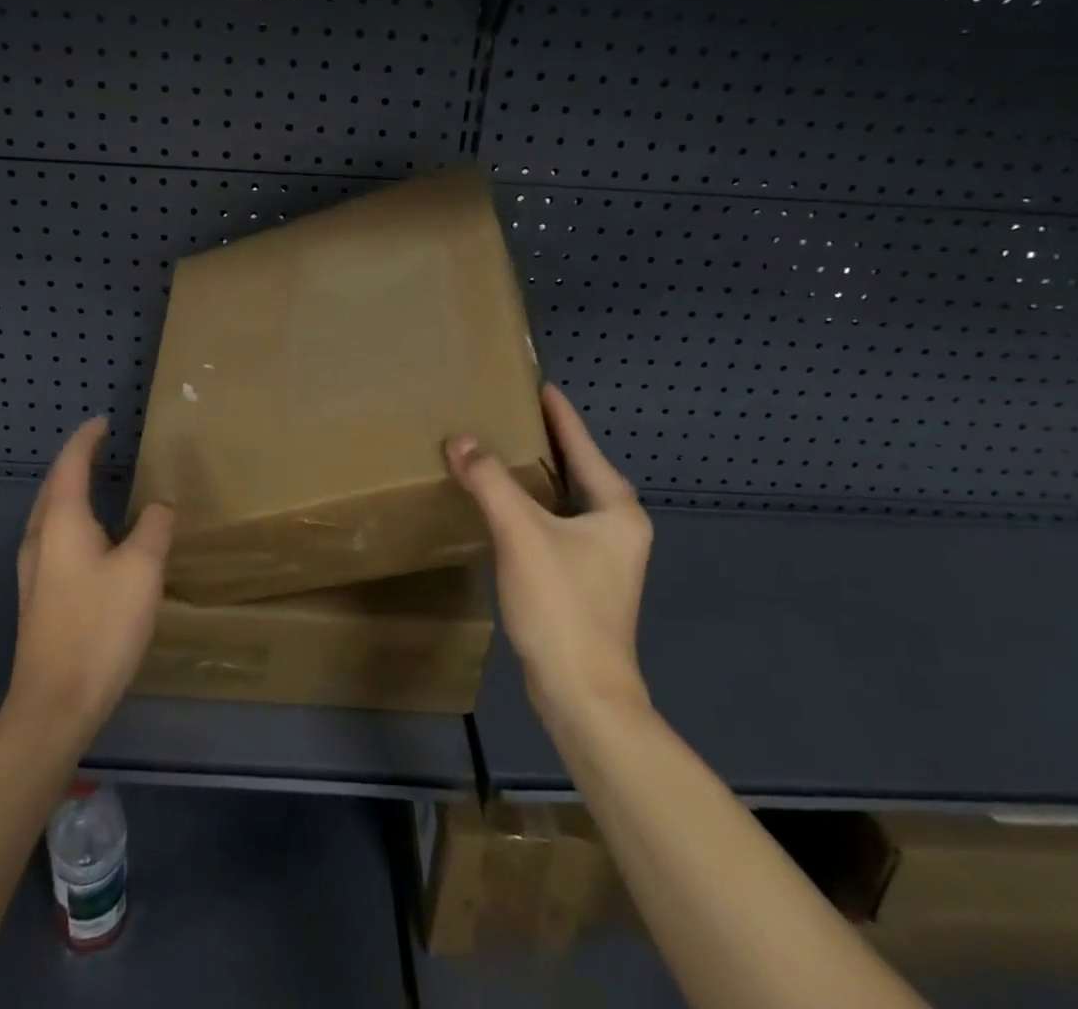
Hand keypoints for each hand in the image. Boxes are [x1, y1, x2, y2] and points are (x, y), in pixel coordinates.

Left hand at [5, 417, 174, 741]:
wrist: (55, 703)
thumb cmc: (100, 626)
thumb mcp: (142, 569)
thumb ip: (155, 527)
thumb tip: (160, 505)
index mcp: (62, 522)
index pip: (71, 464)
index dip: (87, 439)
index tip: (104, 422)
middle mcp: (40, 539)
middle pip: (53, 486)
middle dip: (75, 462)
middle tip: (101, 447)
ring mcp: (34, 571)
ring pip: (50, 514)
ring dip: (70, 492)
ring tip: (98, 484)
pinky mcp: (38, 597)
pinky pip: (53, 539)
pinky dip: (71, 520)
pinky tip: (92, 538)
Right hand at [445, 384, 652, 729]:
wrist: (581, 694)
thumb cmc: (562, 605)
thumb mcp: (521, 533)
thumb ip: (490, 481)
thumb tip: (460, 440)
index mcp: (615, 507)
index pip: (582, 444)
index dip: (557, 413)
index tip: (536, 384)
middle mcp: (616, 527)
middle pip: (575, 469)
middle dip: (543, 441)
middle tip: (506, 413)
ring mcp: (602, 556)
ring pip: (563, 499)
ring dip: (534, 475)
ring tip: (497, 451)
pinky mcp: (582, 579)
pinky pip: (553, 524)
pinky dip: (529, 506)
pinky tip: (501, 504)